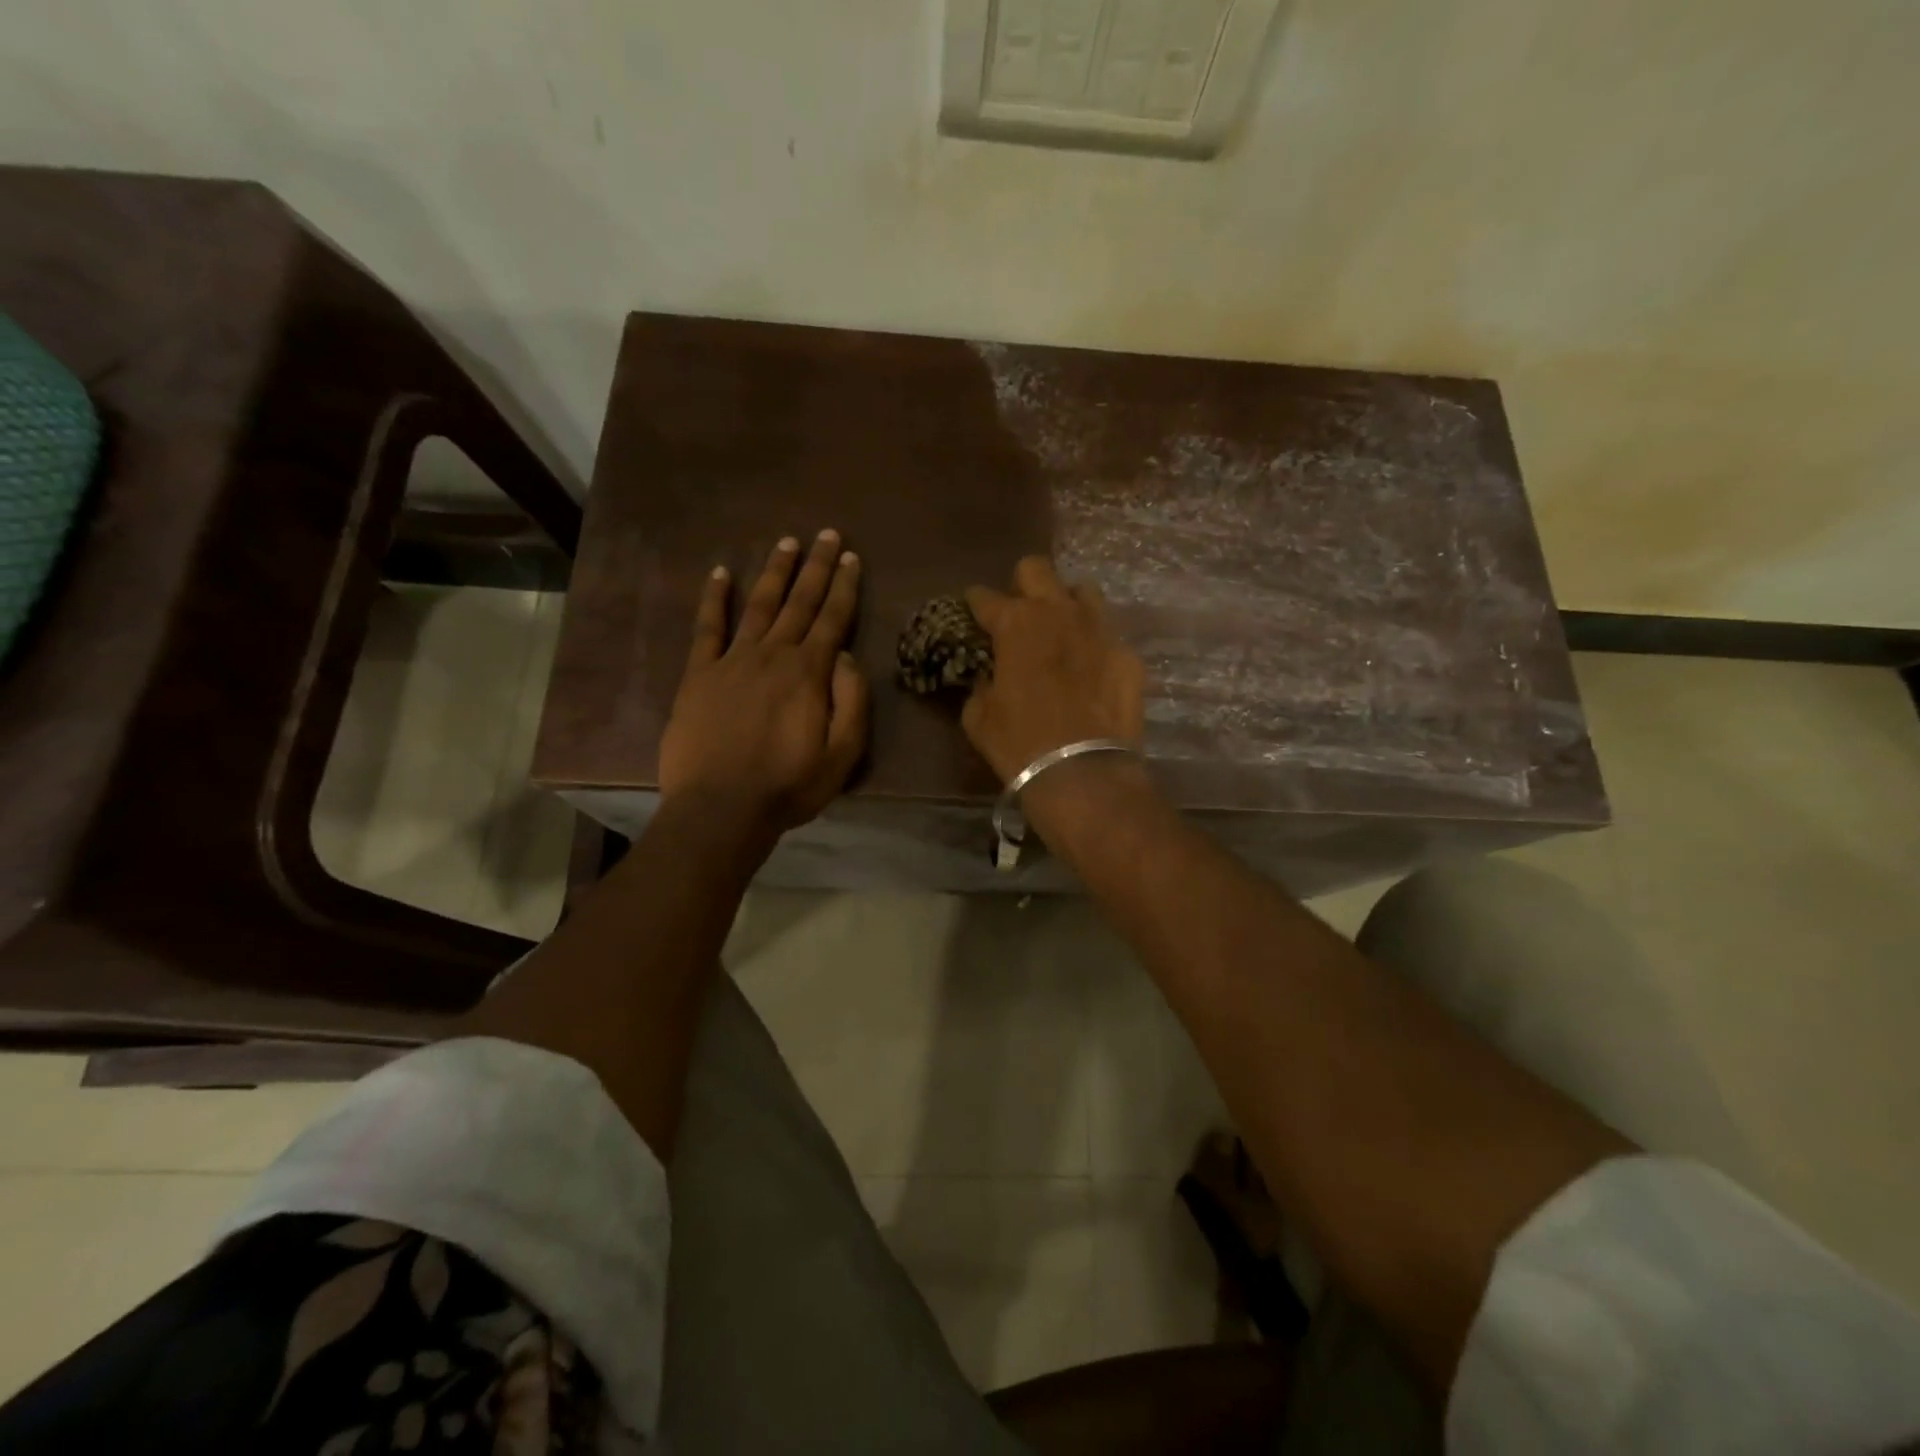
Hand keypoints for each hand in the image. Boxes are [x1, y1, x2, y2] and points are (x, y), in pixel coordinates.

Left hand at [658, 530, 869, 839]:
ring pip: (758, 606)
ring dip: (774, 573)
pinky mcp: (698, 675)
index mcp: (809, 673)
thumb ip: (851, 701)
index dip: (844, 587)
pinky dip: (714, 599)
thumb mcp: (842, 755)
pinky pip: (707, 628)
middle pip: (798, 602)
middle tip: (826, 534)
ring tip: (787, 543)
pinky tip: (720, 573)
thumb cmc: (788, 786)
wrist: (720, 809)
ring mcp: (731, 661)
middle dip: (815, 567)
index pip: (832, 619)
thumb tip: (844, 655)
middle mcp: (772, 655)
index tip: (851, 557)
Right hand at [962, 556, 1145, 783]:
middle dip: (1022, 585)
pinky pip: (1107, 634)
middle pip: (1036, 569)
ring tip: (1061, 633)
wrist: (1082, 773)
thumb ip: (981, 684)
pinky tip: (1089, 670)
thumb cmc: (1019, 744)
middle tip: (1019, 615)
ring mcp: (1098, 629)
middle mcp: (1058, 612)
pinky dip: (1093, 645)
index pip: (984, 597)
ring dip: (1066, 606)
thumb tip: (989, 677)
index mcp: (1015, 623)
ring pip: (1081, 591)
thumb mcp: (979, 717)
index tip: (974, 614)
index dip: (975, 605)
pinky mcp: (1126, 654)